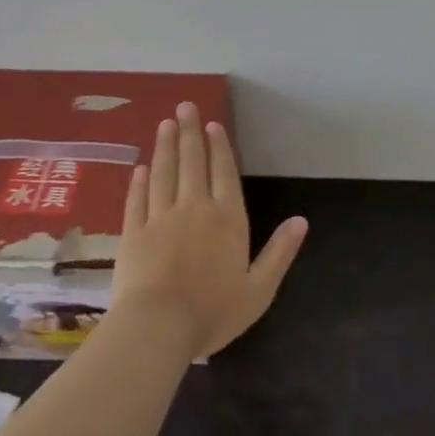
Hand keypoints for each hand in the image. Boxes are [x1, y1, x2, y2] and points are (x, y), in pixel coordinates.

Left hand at [110, 103, 307, 359]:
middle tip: (184, 106)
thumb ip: (280, 253)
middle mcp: (195, 208)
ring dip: (165, 146)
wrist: (157, 329)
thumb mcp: (259, 289)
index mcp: (227, 219)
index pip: (224, 172)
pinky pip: (137, 199)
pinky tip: (140, 167)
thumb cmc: (212, 312)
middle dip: (189, 133)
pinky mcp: (133, 233)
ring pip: (163, 173)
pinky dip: (139, 181)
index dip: (219, 147)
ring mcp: (160, 218)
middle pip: (192, 162)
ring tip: (165, 124)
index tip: (212, 124)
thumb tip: (302, 220)